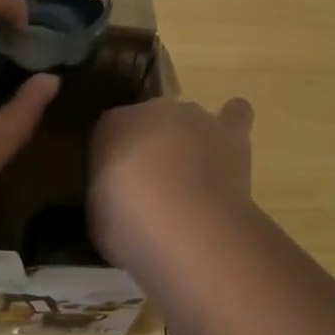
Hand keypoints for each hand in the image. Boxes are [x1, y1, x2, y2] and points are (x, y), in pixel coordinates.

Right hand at [88, 97, 254, 268]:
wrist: (184, 224)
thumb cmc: (128, 224)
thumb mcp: (98, 215)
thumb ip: (107, 195)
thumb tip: (117, 200)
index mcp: (110, 126)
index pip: (109, 132)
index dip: (115, 160)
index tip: (117, 189)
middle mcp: (151, 110)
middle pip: (150, 123)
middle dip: (151, 148)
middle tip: (153, 188)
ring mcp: (193, 117)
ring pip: (188, 120)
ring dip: (188, 141)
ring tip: (192, 176)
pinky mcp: (230, 132)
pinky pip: (235, 114)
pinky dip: (232, 123)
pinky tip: (229, 145)